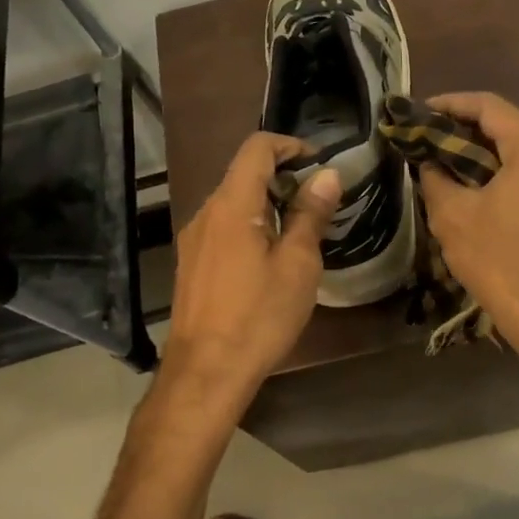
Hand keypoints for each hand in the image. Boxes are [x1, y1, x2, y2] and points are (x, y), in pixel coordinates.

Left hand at [159, 132, 340, 415]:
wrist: (206, 373)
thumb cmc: (259, 316)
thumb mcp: (297, 265)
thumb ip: (310, 214)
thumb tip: (327, 175)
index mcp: (232, 205)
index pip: (257, 148)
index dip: (290, 145)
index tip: (319, 165)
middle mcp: (206, 213)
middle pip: (243, 174)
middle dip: (283, 177)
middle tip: (318, 204)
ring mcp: (193, 239)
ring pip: (233, 203)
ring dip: (266, 204)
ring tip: (299, 233)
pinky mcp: (190, 264)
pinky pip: (223, 228)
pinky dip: (249, 226)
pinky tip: (268, 259)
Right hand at [417, 91, 518, 358]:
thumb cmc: (497, 259)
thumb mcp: (452, 215)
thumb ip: (435, 177)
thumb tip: (429, 162)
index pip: (489, 107)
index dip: (452, 104)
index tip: (422, 111)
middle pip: (511, 124)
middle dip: (470, 127)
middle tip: (434, 136)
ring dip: (490, 150)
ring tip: (454, 159)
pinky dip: (510, 171)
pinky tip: (484, 186)